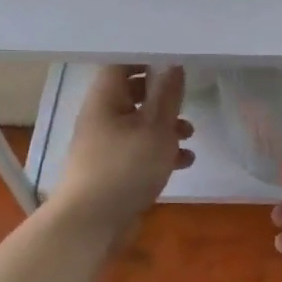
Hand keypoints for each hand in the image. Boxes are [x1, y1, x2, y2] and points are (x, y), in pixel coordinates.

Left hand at [51, 65, 192, 236]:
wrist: (91, 223)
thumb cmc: (125, 168)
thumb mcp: (156, 128)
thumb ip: (167, 95)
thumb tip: (172, 63)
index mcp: (105, 99)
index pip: (121, 63)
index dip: (147, 57)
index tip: (175, 60)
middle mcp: (102, 117)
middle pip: (132, 94)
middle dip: (162, 95)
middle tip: (185, 98)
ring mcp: (106, 144)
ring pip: (139, 124)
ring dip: (166, 126)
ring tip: (190, 134)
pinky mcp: (113, 169)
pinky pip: (139, 150)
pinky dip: (160, 151)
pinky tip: (184, 162)